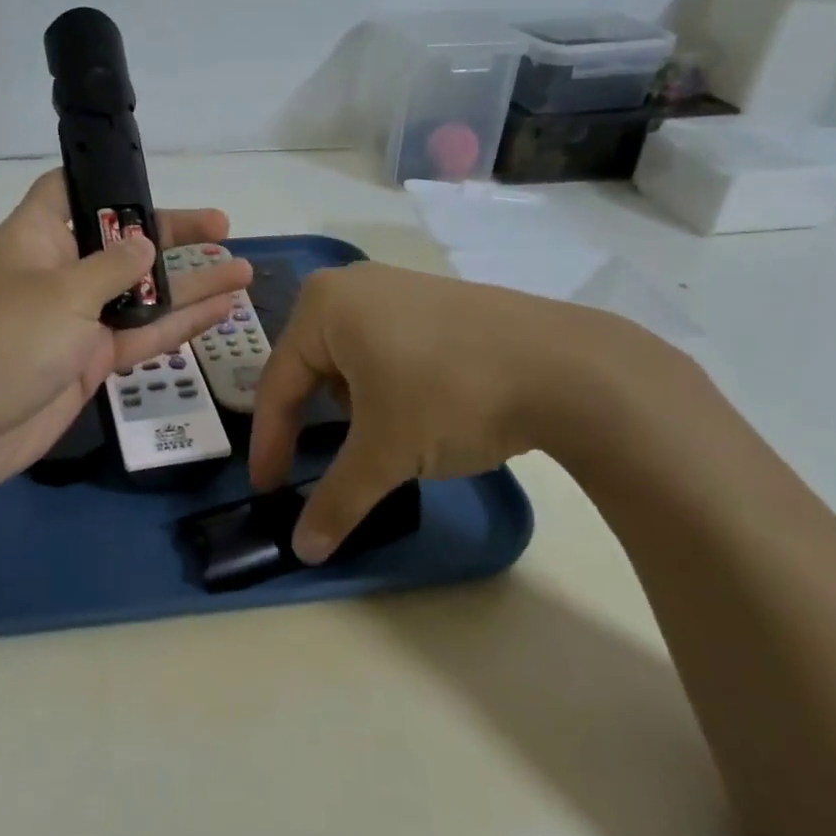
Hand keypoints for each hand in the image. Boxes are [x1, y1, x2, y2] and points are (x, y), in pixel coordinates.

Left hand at [0, 170, 252, 500]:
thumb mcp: (63, 291)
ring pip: (140, 294)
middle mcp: (58, 272)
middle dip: (170, 236)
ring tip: (240, 271)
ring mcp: (76, 319)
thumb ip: (112, 266)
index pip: (68, 191)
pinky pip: (141, 336)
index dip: (105, 181)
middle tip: (222, 228)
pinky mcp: (90, 360)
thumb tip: (144, 244)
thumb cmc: (6, 340)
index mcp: (37, 238)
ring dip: (187, 285)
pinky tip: (221, 312)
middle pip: (120, 243)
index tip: (151, 181)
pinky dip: (178, 325)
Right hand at [248, 263, 683, 561]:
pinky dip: (386, 385)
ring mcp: (398, 285)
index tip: (267, 489)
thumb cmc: (450, 396)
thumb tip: (304, 551)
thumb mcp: (385, 453)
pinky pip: (386, 346)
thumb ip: (336, 500)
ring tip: (384, 437)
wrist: (567, 367)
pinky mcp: (436, 299)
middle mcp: (352, 284)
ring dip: (354, 405)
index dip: (270, 443)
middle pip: (311, 367)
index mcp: (322, 305)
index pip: (278, 384)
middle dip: (315, 421)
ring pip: (350, 358)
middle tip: (319, 464)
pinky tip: (417, 408)